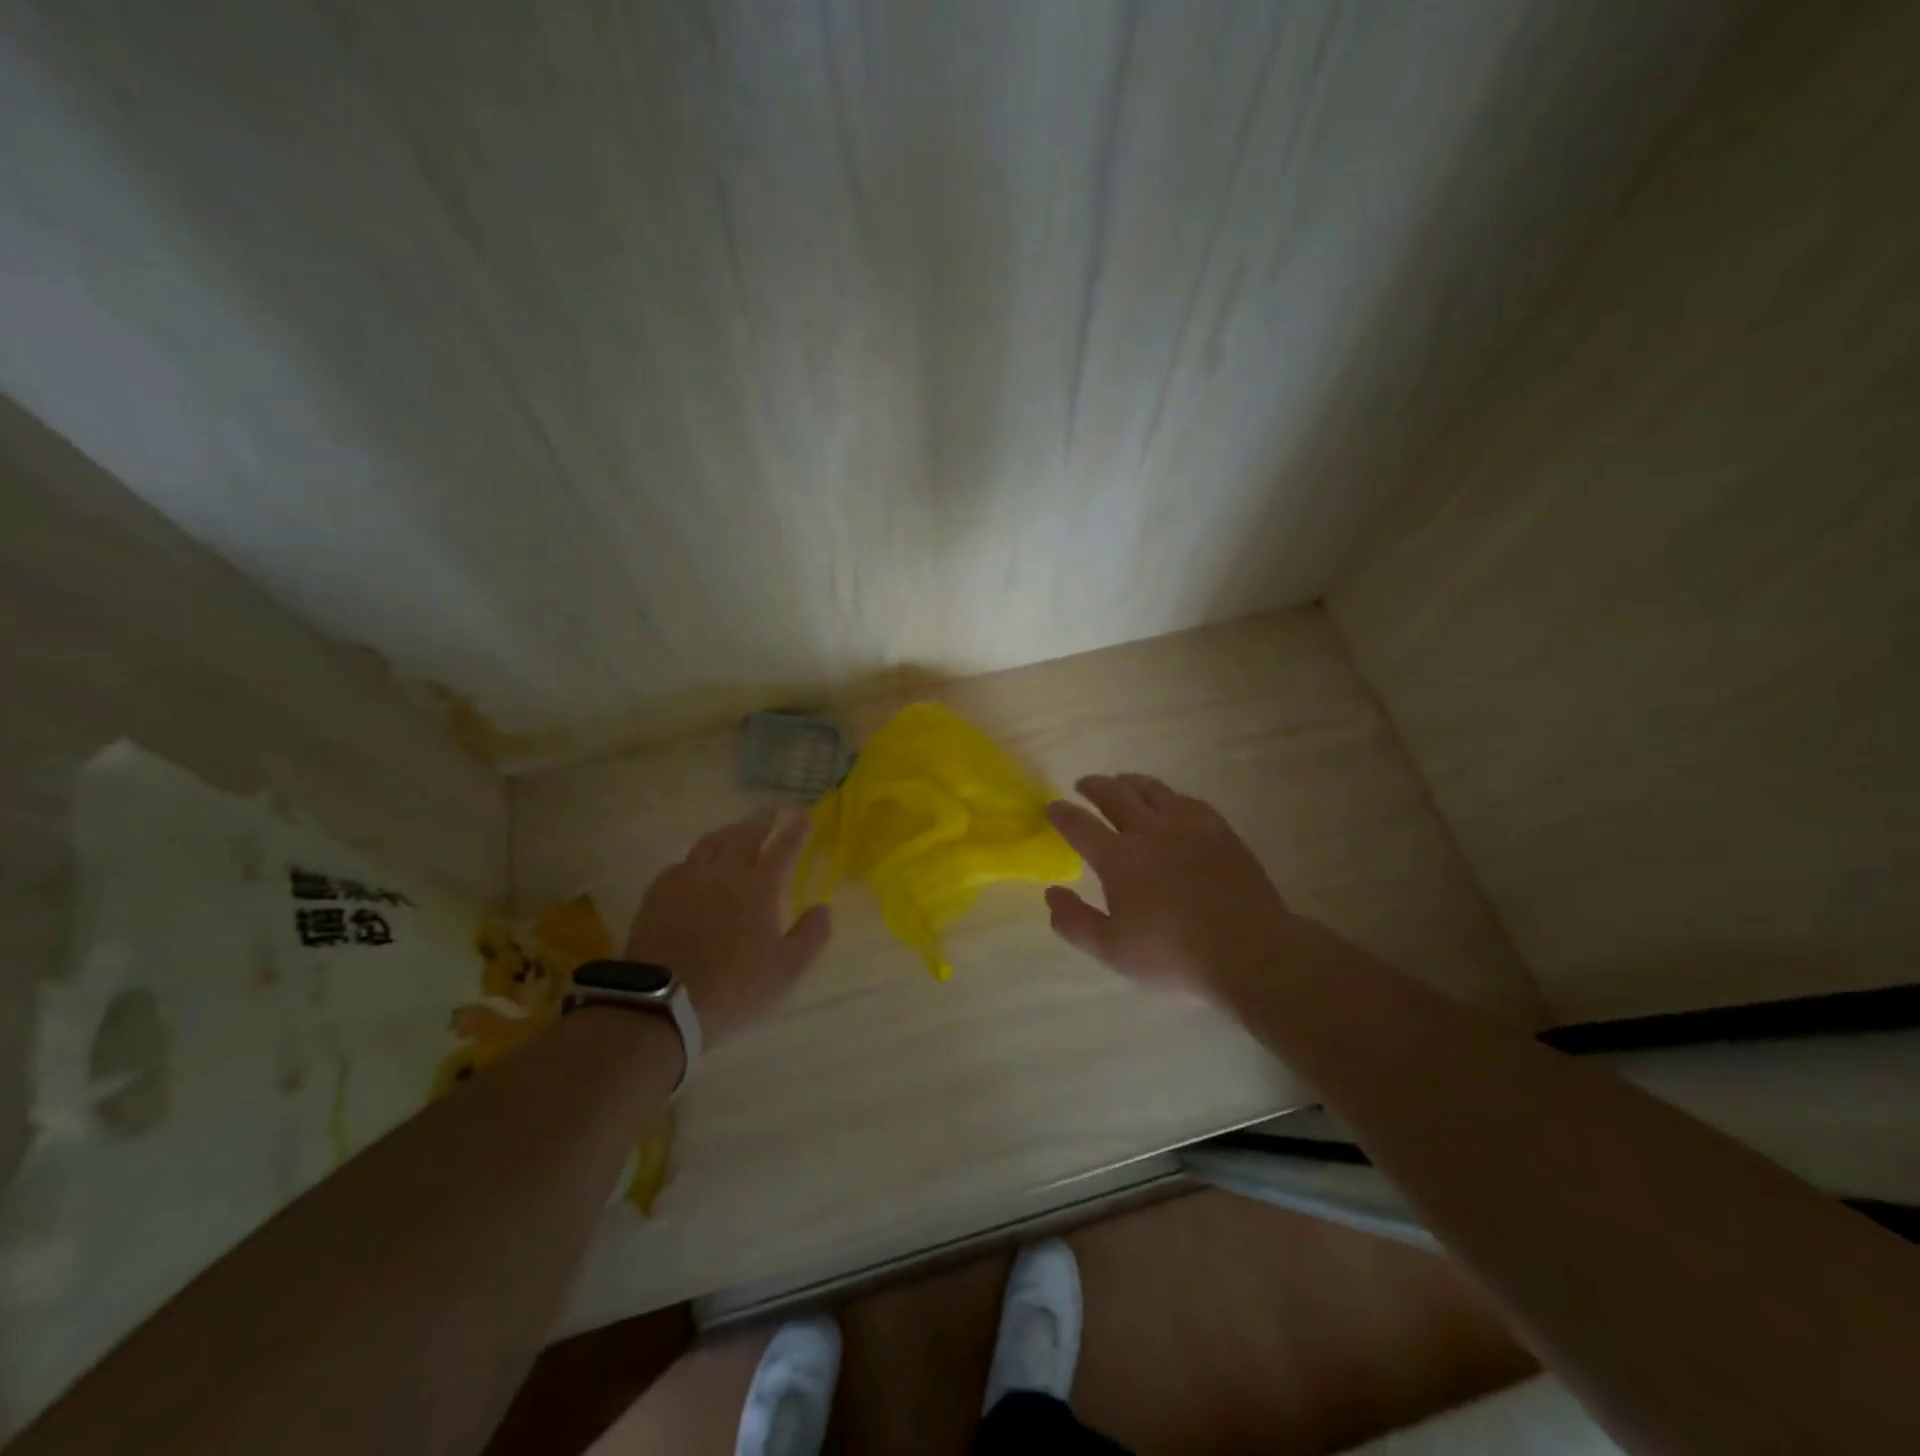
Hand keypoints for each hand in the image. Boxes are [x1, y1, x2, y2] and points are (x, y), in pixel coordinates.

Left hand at [624, 809, 832, 1046]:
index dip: (796, 831)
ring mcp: (688, 880)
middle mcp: (725, 874)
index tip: (805, 816)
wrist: (662, 1002)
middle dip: (763, 820)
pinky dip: (698, 856)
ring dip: (730, 830)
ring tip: (738, 828)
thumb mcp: (785, 971)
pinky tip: (697, 864)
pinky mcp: (659, 893)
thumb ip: (810, 936)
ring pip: (711, 842)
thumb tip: (824, 908)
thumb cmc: (733, 988)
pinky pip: (683, 862)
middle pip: (745, 835)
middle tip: (773, 811)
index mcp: (759, 888)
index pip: (783, 849)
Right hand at [1044, 773, 1293, 1001]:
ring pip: (1152, 789)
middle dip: (1094, 786)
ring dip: (1129, 782)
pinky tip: (1170, 801)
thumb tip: (1051, 894)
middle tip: (1083, 784)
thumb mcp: (1112, 950)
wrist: (1250, 951)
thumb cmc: (1174, 955)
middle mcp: (1149, 831)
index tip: (1052, 807)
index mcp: (1119, 858)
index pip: (1080, 825)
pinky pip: (1187, 800)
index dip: (1062, 814)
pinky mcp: (1219, 829)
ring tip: (1121, 782)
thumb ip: (1075, 921)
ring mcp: (1188, 825)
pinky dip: (1169, 795)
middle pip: (1115, 795)